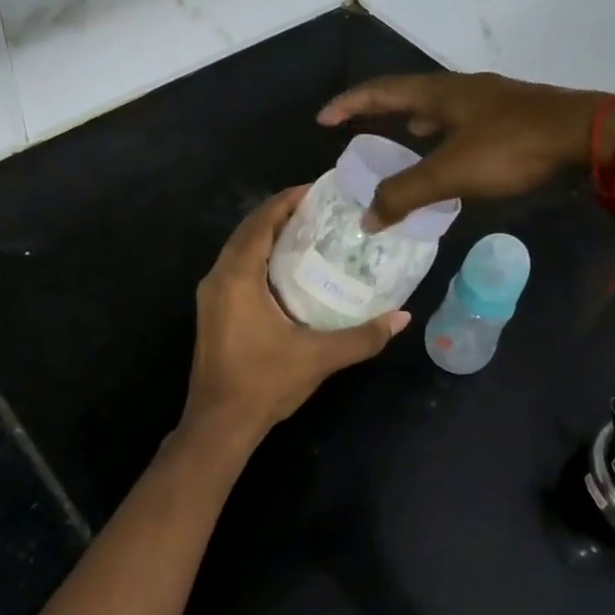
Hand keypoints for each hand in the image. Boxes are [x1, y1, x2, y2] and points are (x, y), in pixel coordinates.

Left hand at [181, 187, 408, 450]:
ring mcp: (211, 295)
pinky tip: (288, 267)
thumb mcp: (318, 357)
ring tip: (309, 230)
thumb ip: (363, 336)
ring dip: (269, 234)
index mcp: (237, 277)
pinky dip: (260, 256)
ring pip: (240, 248)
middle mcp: (218, 277)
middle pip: (249, 230)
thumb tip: (403, 318)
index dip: (287, 200)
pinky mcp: (213, 311)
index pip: (261, 222)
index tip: (319, 189)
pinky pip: (237, 267)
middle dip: (281, 213)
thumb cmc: (264, 384)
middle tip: (321, 209)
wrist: (218, 425)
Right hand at [317, 73, 614, 227]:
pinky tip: (451, 150)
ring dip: (413, 118)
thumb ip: (406, 194)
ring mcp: (491, 99)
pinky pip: (462, 119)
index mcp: (440, 92)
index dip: (349, 104)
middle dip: (378, 108)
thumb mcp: (452, 173)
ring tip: (399, 134)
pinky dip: (443, 132)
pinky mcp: (513, 115)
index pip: (380, 91)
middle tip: (356, 127)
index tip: (323, 119)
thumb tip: (366, 218)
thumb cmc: (513, 148)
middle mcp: (461, 88)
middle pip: (407, 92)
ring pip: (438, 105)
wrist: (589, 135)